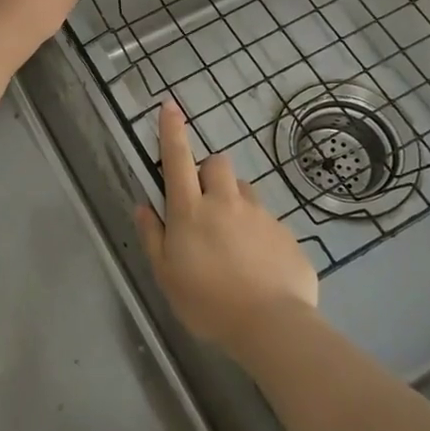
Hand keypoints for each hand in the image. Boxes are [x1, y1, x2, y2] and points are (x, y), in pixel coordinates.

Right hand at [134, 100, 319, 361]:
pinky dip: (257, 232)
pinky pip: (267, 221)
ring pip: (244, 190)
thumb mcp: (166, 275)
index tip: (170, 105)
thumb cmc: (207, 302)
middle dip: (208, 171)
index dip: (172, 130)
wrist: (271, 325)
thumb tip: (143, 206)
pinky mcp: (286, 234)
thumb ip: (153, 236)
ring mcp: (260, 216)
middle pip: (217, 163)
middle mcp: (226, 203)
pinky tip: (257, 264)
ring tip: (232, 238)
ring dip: (233, 201)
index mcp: (191, 211)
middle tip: (203, 202)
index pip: (178, 159)